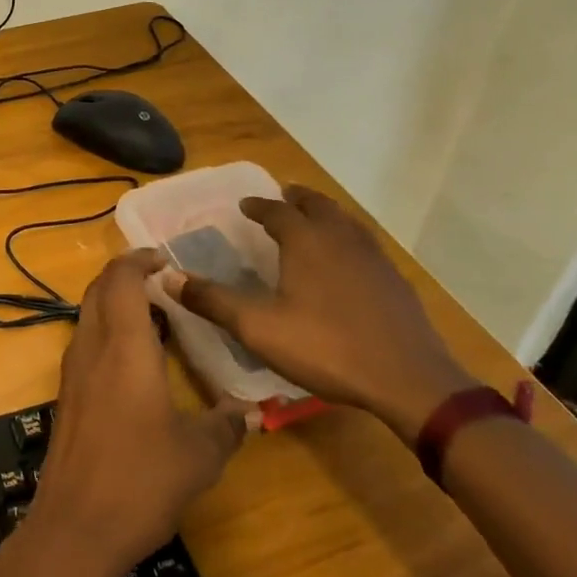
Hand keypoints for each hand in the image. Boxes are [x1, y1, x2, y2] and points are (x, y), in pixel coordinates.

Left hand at [28, 251, 247, 576]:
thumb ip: (227, 426)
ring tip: (157, 320)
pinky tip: (137, 365)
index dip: (139, 259)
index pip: (121, 278)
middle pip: (99, 289)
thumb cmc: (140, 480)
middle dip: (127, 276)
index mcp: (124, 346)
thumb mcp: (199, 456)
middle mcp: (92, 347)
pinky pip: (85, 343)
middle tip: (164, 284)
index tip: (166, 260)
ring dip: (116, 304)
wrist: (75, 528)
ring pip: (89, 315)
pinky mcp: (67, 396)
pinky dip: (108, 333)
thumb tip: (251, 411)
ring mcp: (73, 372)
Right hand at [164, 185, 476, 440]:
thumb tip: (167, 277)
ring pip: (344, 220)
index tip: (245, 205)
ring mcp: (373, 256)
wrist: (408, 378)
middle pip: (316, 205)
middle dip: (295, 199)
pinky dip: (347, 237)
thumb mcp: (258, 328)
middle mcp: (339, 237)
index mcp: (305, 241)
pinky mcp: (394, 279)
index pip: (277, 211)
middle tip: (282, 198)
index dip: (258, 206)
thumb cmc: (326, 347)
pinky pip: (364, 242)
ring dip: (324, 213)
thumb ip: (212, 301)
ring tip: (313, 220)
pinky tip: (347, 260)